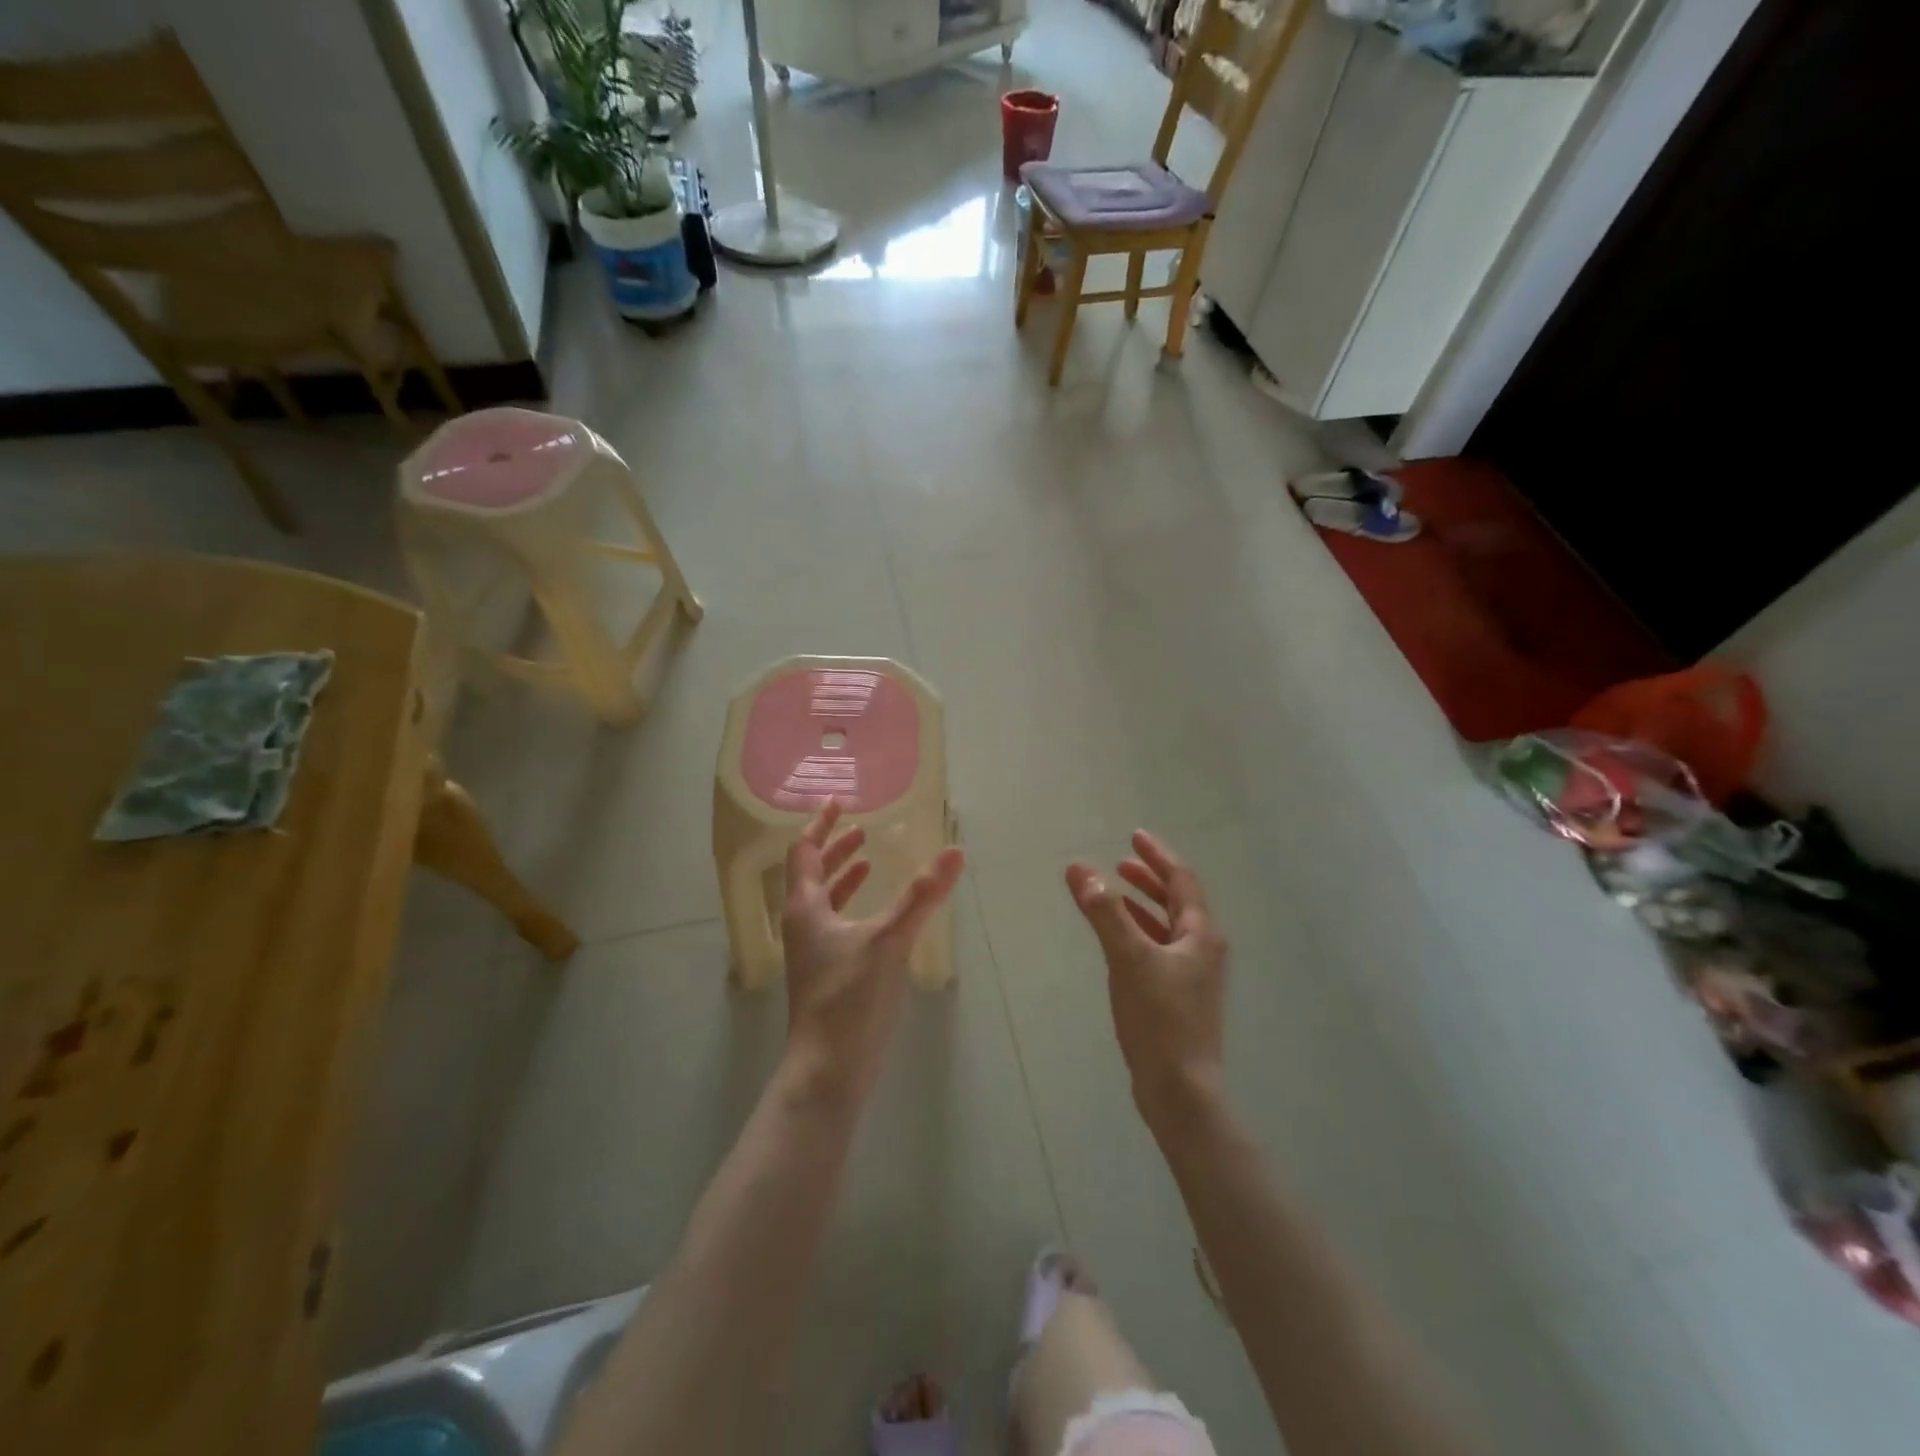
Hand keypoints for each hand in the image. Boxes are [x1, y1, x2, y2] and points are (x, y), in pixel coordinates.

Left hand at [780, 800, 965, 1107]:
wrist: (828, 1069)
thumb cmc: (849, 999)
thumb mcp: (889, 940)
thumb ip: (922, 896)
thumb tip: (955, 851)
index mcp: (805, 908)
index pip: (805, 852)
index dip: (820, 824)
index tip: (838, 801)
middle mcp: (803, 924)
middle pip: (812, 874)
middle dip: (835, 848)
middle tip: (860, 829)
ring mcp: (813, 951)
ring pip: (824, 900)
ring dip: (843, 876)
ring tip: (868, 860)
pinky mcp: (826, 973)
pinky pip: (836, 923)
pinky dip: (853, 905)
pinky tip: (878, 914)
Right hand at [1065, 830, 1226, 1126]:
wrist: (1180, 1090)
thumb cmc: (1160, 1019)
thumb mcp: (1129, 959)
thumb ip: (1105, 913)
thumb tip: (1080, 869)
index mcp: (1200, 934)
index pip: (1182, 880)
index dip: (1158, 856)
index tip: (1135, 836)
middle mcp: (1202, 949)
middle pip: (1178, 900)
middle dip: (1150, 877)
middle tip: (1122, 860)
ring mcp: (1192, 974)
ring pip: (1167, 925)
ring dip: (1143, 903)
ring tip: (1115, 890)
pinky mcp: (1177, 995)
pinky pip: (1158, 948)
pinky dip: (1138, 931)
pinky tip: (1118, 936)